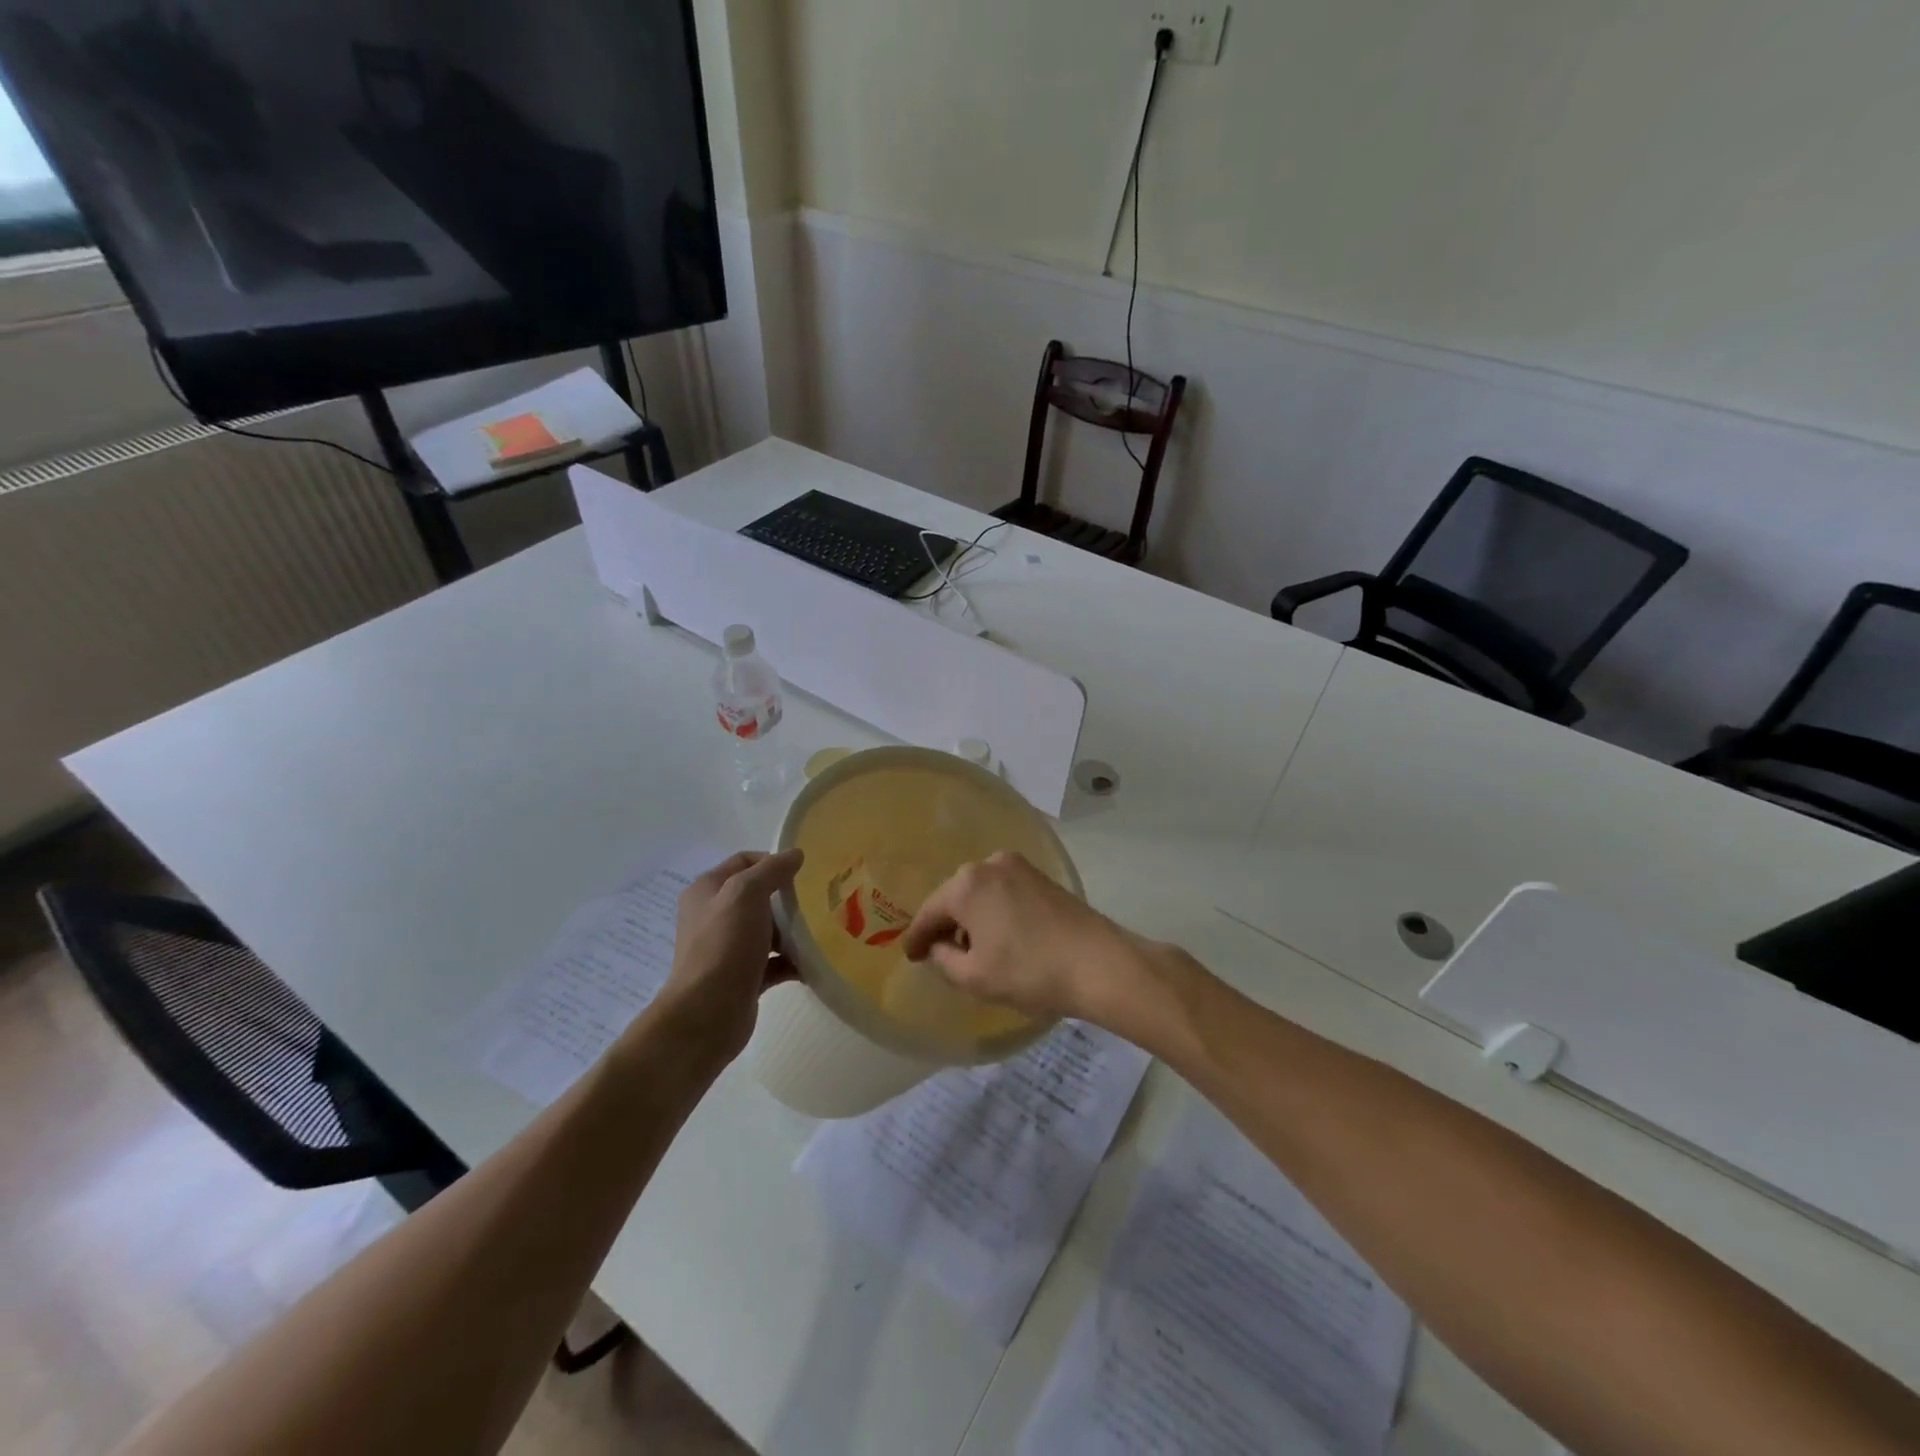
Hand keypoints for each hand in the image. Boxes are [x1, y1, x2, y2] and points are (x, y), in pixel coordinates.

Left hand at [653, 849, 802, 1065]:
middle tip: (817, 902)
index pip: (744, 862)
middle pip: (758, 896)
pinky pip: (774, 962)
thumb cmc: (724, 945)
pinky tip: (813, 962)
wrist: (706, 1014)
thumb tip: (795, 854)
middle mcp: (714, 916)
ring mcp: (728, 949)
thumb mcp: (746, 894)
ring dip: (793, 931)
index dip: (773, 861)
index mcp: (708, 890)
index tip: (802, 873)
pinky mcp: (742, 977)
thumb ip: (772, 870)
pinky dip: (792, 961)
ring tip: (821, 931)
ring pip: (768, 930)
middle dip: (787, 898)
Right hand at [900, 850, 1161, 1026]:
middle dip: (945, 924)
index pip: (930, 912)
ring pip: (980, 892)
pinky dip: (994, 911)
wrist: (1098, 962)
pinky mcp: (1041, 876)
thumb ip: (944, 960)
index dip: (917, 938)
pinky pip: (1003, 891)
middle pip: (954, 896)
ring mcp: (1019, 866)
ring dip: (971, 917)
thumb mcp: (975, 977)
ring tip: (971, 948)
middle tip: (938, 952)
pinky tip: (999, 936)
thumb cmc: (1030, 971)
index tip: (910, 957)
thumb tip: (939, 947)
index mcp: (966, 885)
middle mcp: (989, 864)